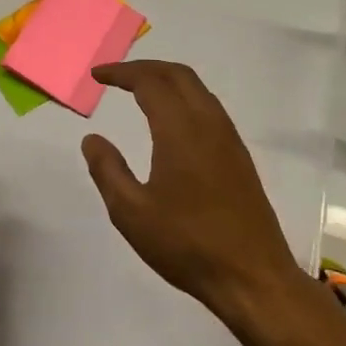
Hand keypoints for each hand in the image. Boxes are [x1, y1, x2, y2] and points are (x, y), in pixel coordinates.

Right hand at [83, 62, 303, 323]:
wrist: (253, 278)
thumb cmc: (187, 245)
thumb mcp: (131, 213)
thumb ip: (107, 170)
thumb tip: (92, 138)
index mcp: (180, 131)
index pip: (149, 82)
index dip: (121, 73)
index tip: (97, 75)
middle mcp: (208, 124)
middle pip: (178, 74)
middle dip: (144, 67)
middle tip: (116, 77)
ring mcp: (229, 139)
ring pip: (197, 89)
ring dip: (167, 79)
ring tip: (139, 90)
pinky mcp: (239, 156)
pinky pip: (209, 107)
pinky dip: (184, 97)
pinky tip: (171, 120)